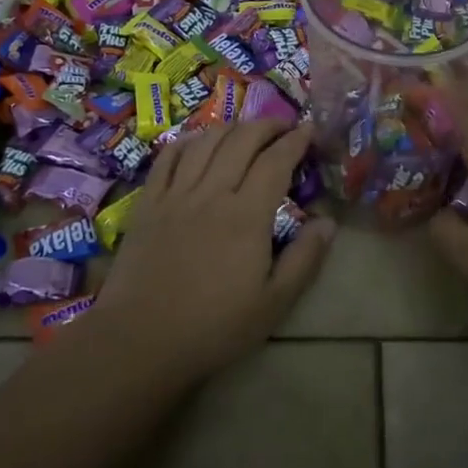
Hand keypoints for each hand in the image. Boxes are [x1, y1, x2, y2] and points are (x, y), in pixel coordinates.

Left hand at [91, 120, 333, 378]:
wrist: (139, 341)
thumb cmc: (213, 328)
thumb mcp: (272, 304)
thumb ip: (305, 259)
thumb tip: (329, 221)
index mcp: (247, 215)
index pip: (276, 161)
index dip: (296, 140)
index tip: (309, 130)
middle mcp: (213, 192)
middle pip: (242, 139)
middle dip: (268, 125)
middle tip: (283, 127)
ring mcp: (176, 194)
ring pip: (206, 141)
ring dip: (232, 128)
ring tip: (246, 132)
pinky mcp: (148, 202)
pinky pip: (168, 157)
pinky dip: (188, 141)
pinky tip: (198, 142)